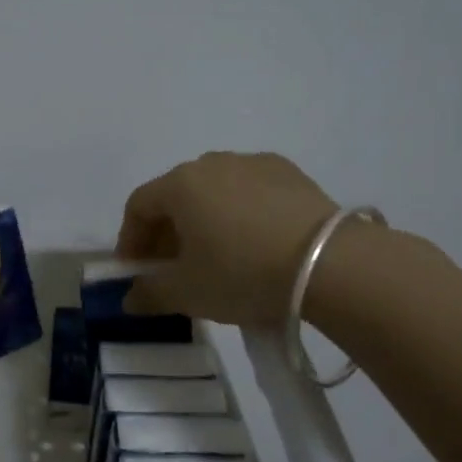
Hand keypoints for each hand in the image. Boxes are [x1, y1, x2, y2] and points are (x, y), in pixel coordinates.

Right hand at [114, 152, 339, 325]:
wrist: (331, 264)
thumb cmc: (242, 273)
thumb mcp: (188, 292)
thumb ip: (150, 293)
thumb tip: (129, 299)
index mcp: (180, 184)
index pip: (139, 206)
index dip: (131, 240)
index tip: (136, 271)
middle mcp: (213, 163)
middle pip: (176, 196)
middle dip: (167, 233)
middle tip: (173, 269)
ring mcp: (254, 163)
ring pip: (214, 192)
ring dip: (204, 221)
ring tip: (217, 257)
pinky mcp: (291, 173)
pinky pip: (249, 191)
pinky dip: (240, 214)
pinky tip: (254, 244)